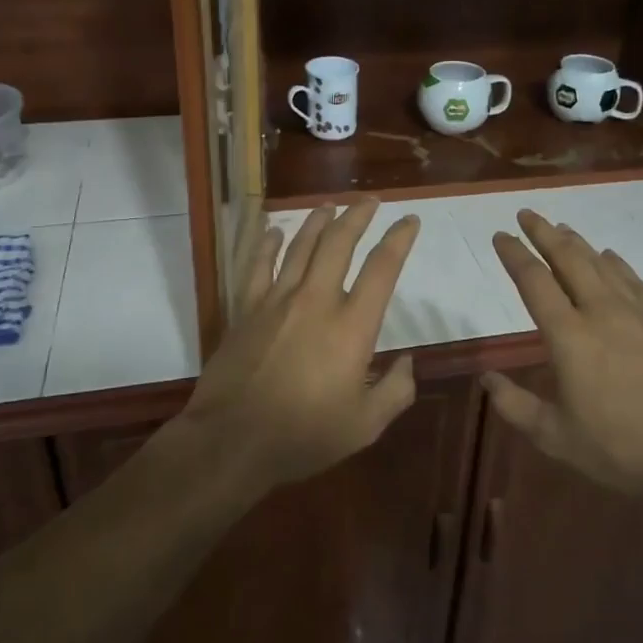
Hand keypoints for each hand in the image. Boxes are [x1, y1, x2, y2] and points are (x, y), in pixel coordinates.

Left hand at [179, 198, 420, 492]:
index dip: (399, 239)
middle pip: (339, 243)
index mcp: (352, 326)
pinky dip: (267, 245)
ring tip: (329, 205)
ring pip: (300, 246)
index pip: (382, 268)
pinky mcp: (246, 309)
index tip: (409, 220)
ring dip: (317, 222)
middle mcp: (317, 300)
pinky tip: (273, 232)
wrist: (232, 441)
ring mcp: (277, 301)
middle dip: (357, 216)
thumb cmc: (304, 436)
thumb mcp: (365, 425)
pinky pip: (257, 266)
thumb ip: (396, 392)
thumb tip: (409, 362)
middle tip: (369, 201)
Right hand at [485, 210, 642, 497]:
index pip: (534, 282)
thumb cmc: (621, 448)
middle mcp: (601, 312)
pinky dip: (616, 263)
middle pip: (568, 258)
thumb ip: (516, 406)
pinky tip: (610, 256)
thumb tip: (486, 378)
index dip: (514, 255)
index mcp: (569, 336)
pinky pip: (633, 280)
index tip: (500, 235)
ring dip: (577, 242)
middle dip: (544, 232)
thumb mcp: (557, 437)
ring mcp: (637, 313)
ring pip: (600, 264)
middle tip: (527, 214)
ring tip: (561, 228)